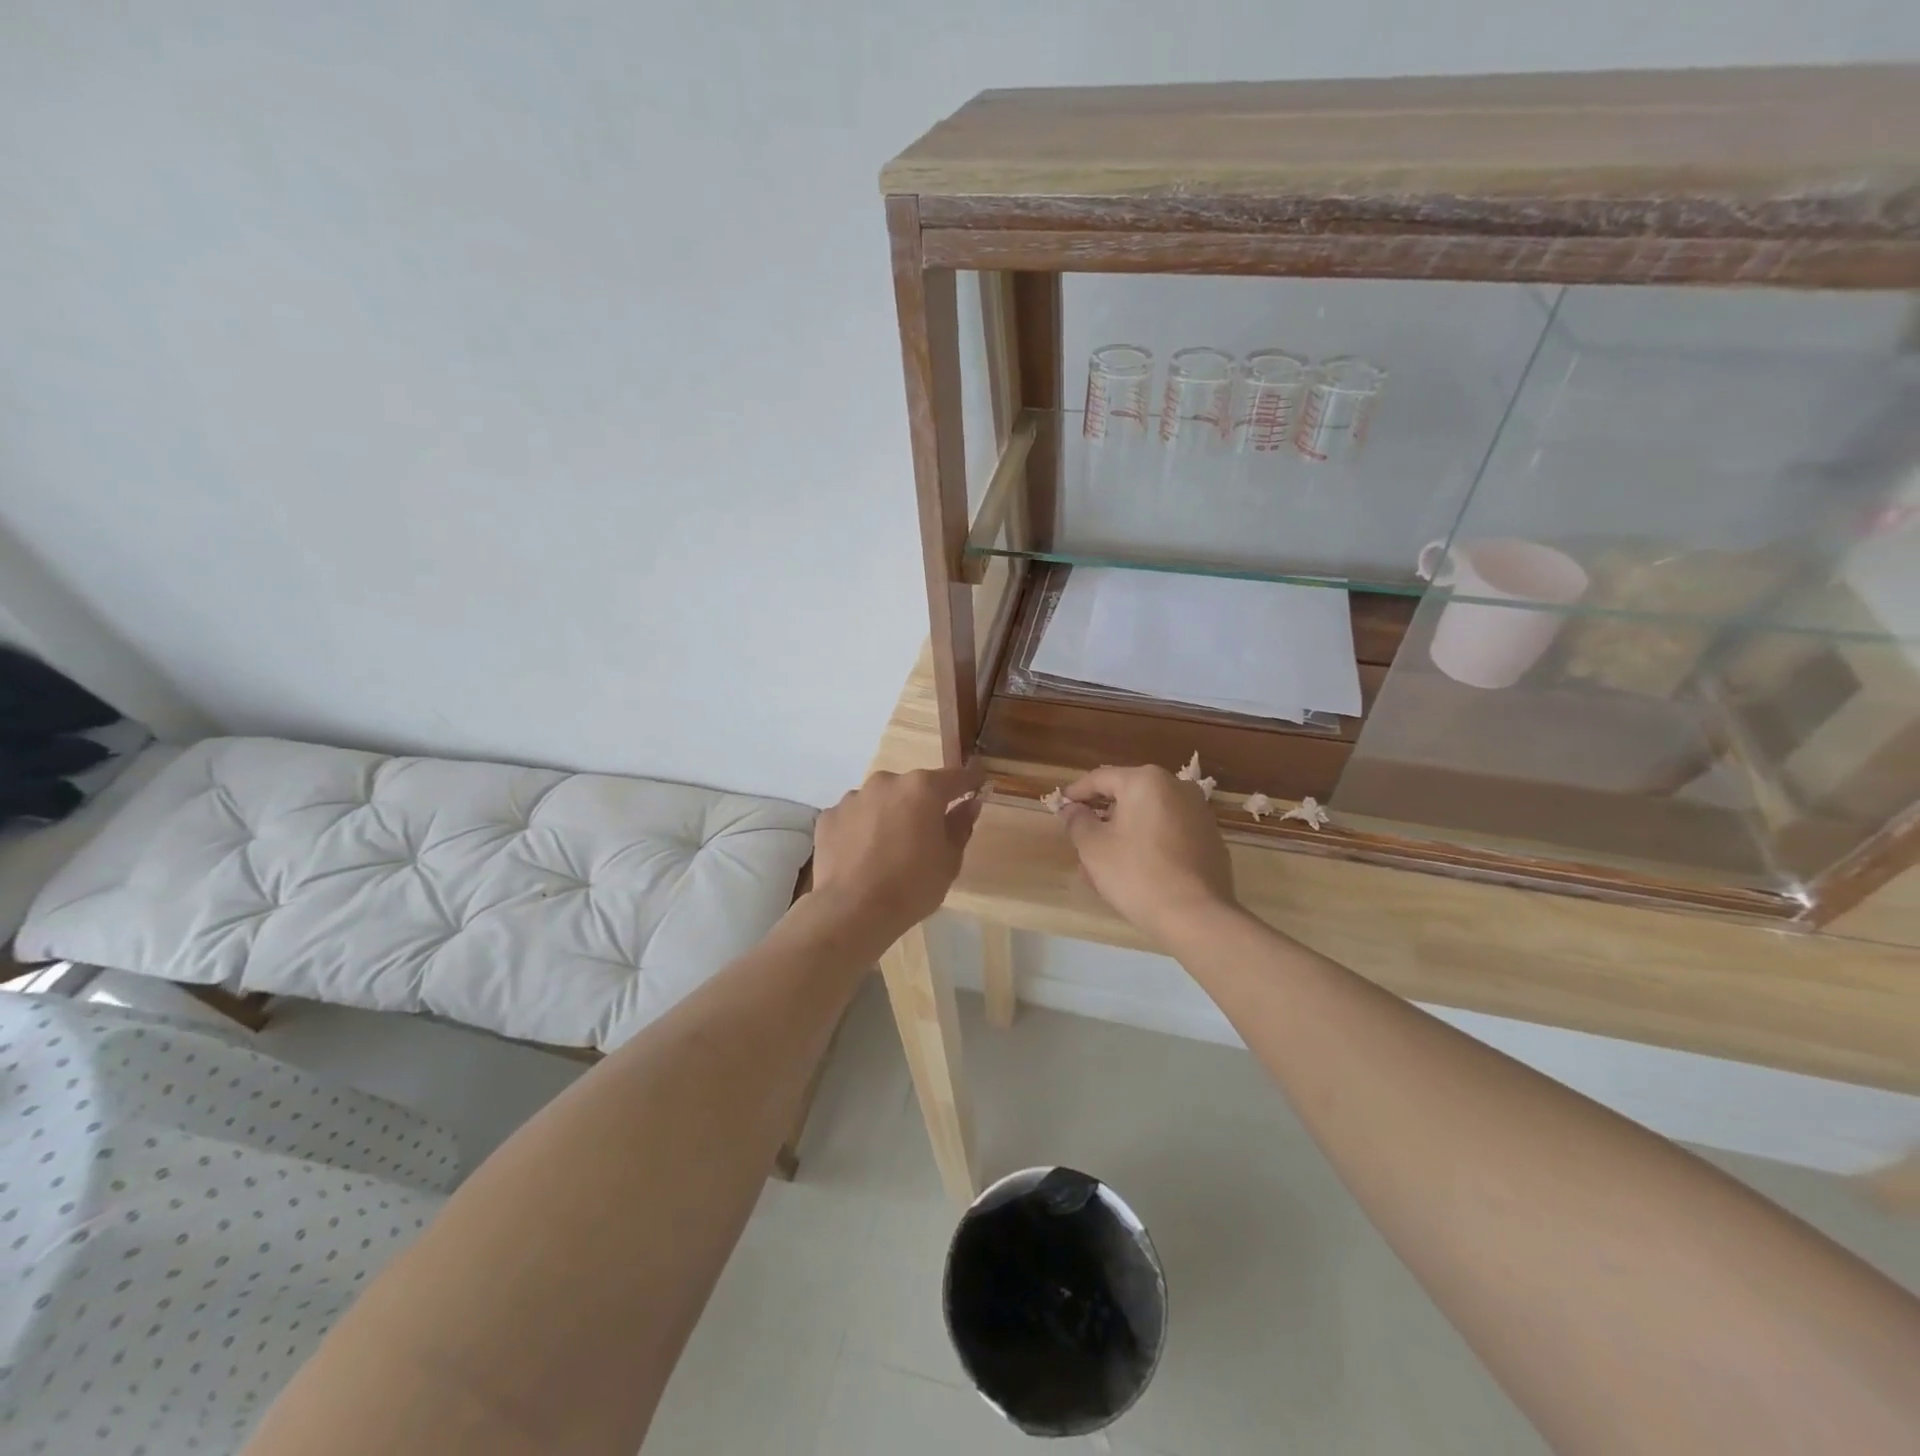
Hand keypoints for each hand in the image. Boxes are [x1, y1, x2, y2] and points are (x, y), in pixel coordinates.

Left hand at [811, 766, 985, 944]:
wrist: (852, 910)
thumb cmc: (912, 885)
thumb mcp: (949, 860)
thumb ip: (961, 825)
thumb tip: (970, 803)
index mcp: (923, 788)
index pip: (956, 777)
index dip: (970, 781)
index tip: (978, 783)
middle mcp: (887, 782)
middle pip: (913, 787)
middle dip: (922, 804)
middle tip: (926, 833)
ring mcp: (854, 797)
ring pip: (881, 800)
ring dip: (889, 815)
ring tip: (889, 848)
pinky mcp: (830, 816)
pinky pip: (854, 817)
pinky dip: (862, 829)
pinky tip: (862, 855)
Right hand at [1059, 765, 1236, 941]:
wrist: (1196, 916)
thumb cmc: (1137, 874)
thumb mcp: (1093, 848)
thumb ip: (1077, 821)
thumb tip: (1072, 809)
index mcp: (1146, 781)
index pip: (1100, 778)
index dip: (1076, 793)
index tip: (1060, 807)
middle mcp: (1177, 788)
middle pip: (1127, 797)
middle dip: (1101, 818)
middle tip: (1080, 840)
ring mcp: (1199, 813)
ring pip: (1148, 817)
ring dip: (1123, 834)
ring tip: (1103, 865)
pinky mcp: (1210, 839)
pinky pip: (1168, 833)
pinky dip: (1148, 844)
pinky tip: (1134, 871)